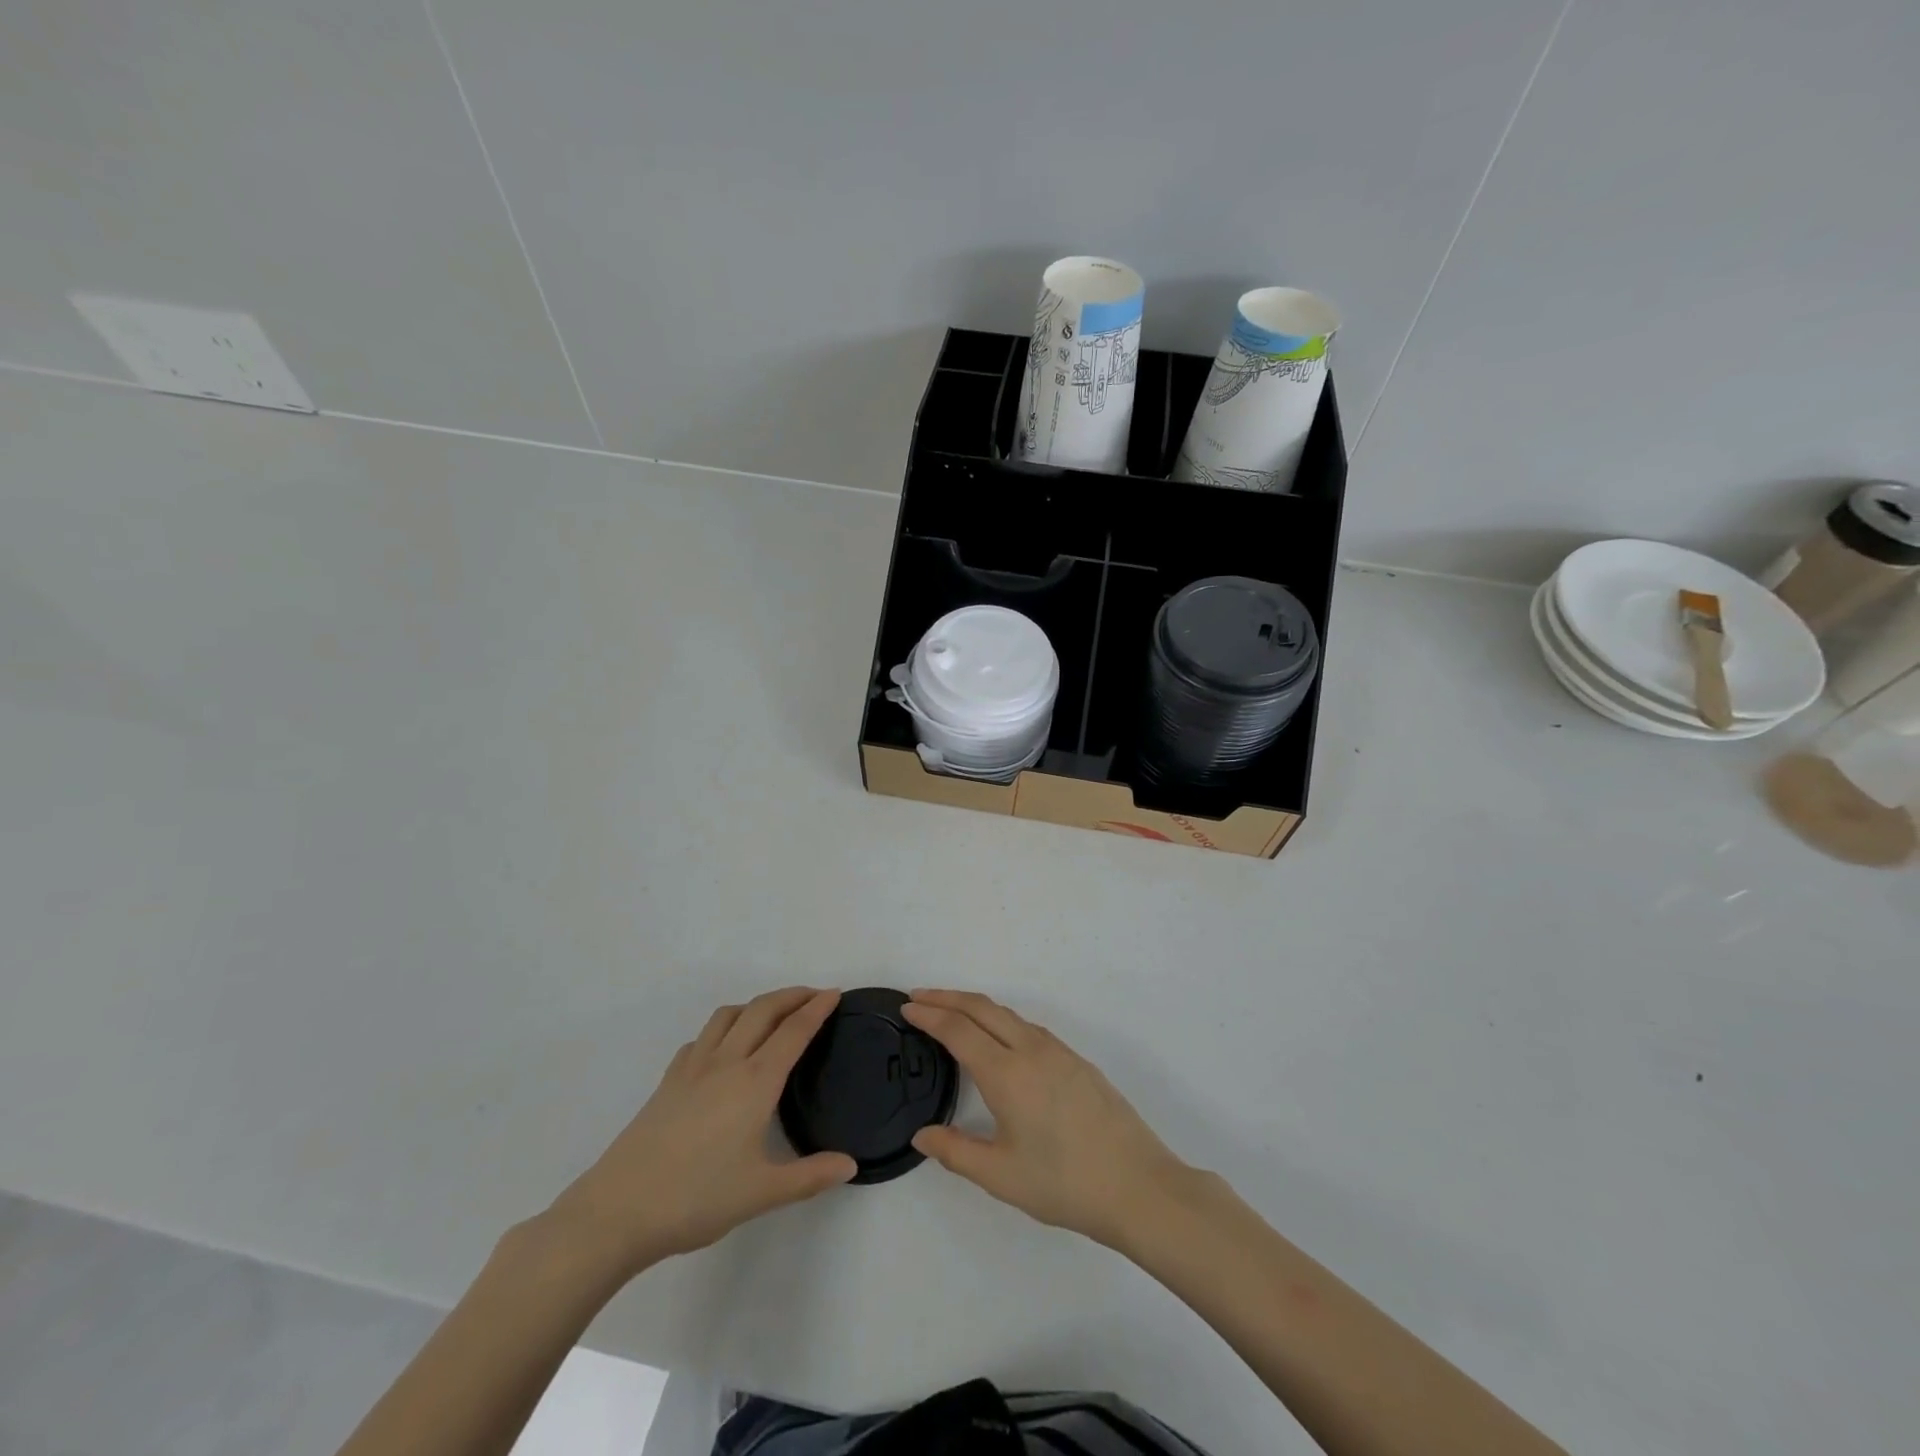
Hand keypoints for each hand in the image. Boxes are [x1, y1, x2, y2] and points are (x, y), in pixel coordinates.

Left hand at [545, 988, 855, 1276]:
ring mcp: (693, 1068)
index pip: (794, 1031)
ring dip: (756, 1005)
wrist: (618, 1210)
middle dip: (792, 995)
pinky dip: (724, 1028)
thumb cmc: (696, 1198)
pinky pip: (702, 1037)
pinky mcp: (668, 1081)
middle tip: (814, 996)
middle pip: (763, 1010)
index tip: (835, 993)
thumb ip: (810, 1177)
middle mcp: (726, 1062)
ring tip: (772, 1015)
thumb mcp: (762, 1193)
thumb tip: (850, 1165)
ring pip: (729, 1015)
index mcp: (755, 1082)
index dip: (817, 1008)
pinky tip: (724, 1049)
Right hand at [902, 990, 1196, 1249]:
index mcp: (1007, 1073)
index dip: (929, 1014)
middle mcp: (1030, 1049)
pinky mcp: (1076, 1060)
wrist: (1137, 1185)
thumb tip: (921, 1135)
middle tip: (919, 996)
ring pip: (1007, 1013)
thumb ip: (955, 1152)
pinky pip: (1027, 1026)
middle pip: (981, 1007)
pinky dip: (999, 1019)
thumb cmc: (1064, 1183)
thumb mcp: (1001, 1176)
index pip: (958, 1030)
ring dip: (974, 1005)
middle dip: (946, 997)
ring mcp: (1058, 1051)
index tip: (906, 1007)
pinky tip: (997, 1038)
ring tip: (951, 1012)